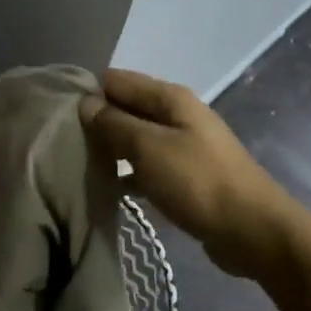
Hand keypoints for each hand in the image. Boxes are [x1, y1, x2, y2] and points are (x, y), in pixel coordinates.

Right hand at [81, 69, 292, 277]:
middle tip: (62, 142)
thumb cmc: (198, 182)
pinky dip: (128, 173)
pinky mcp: (186, 176)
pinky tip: (107, 188)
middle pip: (127, 107)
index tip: (58, 113)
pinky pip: (148, 166)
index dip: (89, 92)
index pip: (117, 80)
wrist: (252, 230)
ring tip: (77, 163)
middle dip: (97, 121)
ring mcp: (184, 146)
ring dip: (111, 148)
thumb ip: (114, 123)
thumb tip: (86, 103)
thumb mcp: (149, 148)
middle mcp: (177, 115)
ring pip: (136, 138)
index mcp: (170, 98)